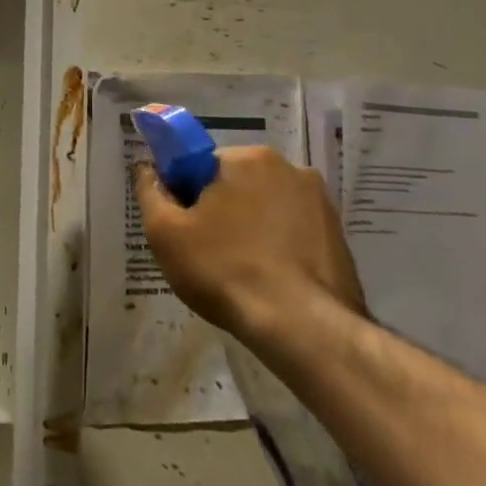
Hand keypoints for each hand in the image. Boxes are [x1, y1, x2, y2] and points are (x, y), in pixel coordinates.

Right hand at [133, 148, 367, 338]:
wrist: (300, 326)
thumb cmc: (223, 269)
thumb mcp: (165, 232)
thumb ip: (150, 191)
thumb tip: (146, 168)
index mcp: (246, 158)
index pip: (198, 164)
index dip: (183, 194)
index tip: (181, 226)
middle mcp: (289, 168)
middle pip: (234, 182)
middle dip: (218, 208)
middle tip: (205, 250)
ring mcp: (320, 201)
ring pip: (264, 206)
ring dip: (248, 226)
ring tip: (238, 269)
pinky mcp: (338, 234)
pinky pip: (291, 229)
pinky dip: (276, 244)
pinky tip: (266, 277)